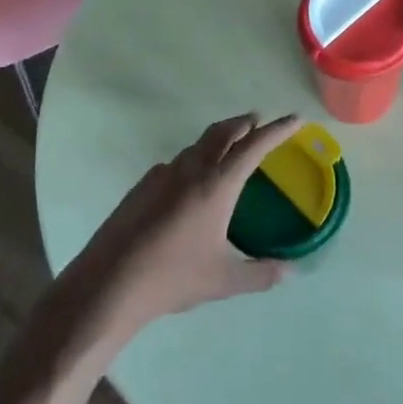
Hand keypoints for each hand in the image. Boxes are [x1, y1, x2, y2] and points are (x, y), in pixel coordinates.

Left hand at [61, 112, 300, 353]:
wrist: (108, 284)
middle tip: (259, 123)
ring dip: (218, 139)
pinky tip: (191, 184)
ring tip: (229, 150)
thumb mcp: (224, 280)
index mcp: (216, 185)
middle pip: (222, 132)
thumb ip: (261, 274)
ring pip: (197, 145)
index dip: (278, 130)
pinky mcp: (141, 188)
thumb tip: (291, 272)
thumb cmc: (172, 278)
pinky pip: (176, 163)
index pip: (254, 146)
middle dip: (244, 124)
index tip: (295, 119)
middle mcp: (190, 170)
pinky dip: (194, 160)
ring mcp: (161, 176)